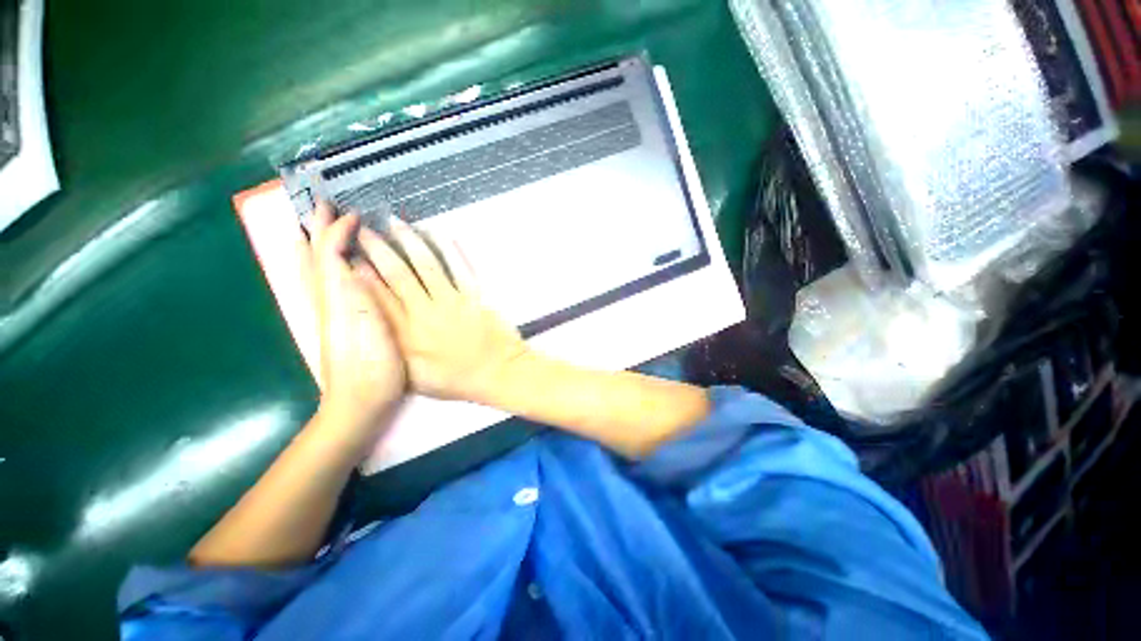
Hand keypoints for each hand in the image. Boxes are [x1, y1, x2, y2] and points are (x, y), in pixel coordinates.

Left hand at [307, 202, 405, 433]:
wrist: (359, 402)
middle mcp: (327, 301)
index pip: (328, 254)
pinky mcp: (339, 325)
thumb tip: (356, 262)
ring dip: (315, 245)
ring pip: (315, 271)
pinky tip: (335, 269)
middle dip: (315, 230)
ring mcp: (330, 314)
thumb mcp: (370, 327)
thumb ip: (360, 294)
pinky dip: (325, 268)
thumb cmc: (372, 366)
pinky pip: (325, 286)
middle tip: (320, 206)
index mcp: (336, 299)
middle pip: (313, 258)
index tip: (351, 213)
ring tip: (318, 228)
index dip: (337, 231)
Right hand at [356, 218, 529, 403]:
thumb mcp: (417, 378)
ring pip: (426, 266)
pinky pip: (460, 268)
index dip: (360, 276)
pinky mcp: (475, 295)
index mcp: (408, 336)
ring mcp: (453, 301)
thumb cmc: (459, 380)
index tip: (347, 257)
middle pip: (397, 275)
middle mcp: (426, 313)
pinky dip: (450, 250)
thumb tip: (372, 329)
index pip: (377, 299)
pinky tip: (439, 233)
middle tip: (363, 230)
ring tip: (393, 223)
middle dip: (377, 250)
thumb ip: (393, 353)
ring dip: (409, 242)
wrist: (500, 373)